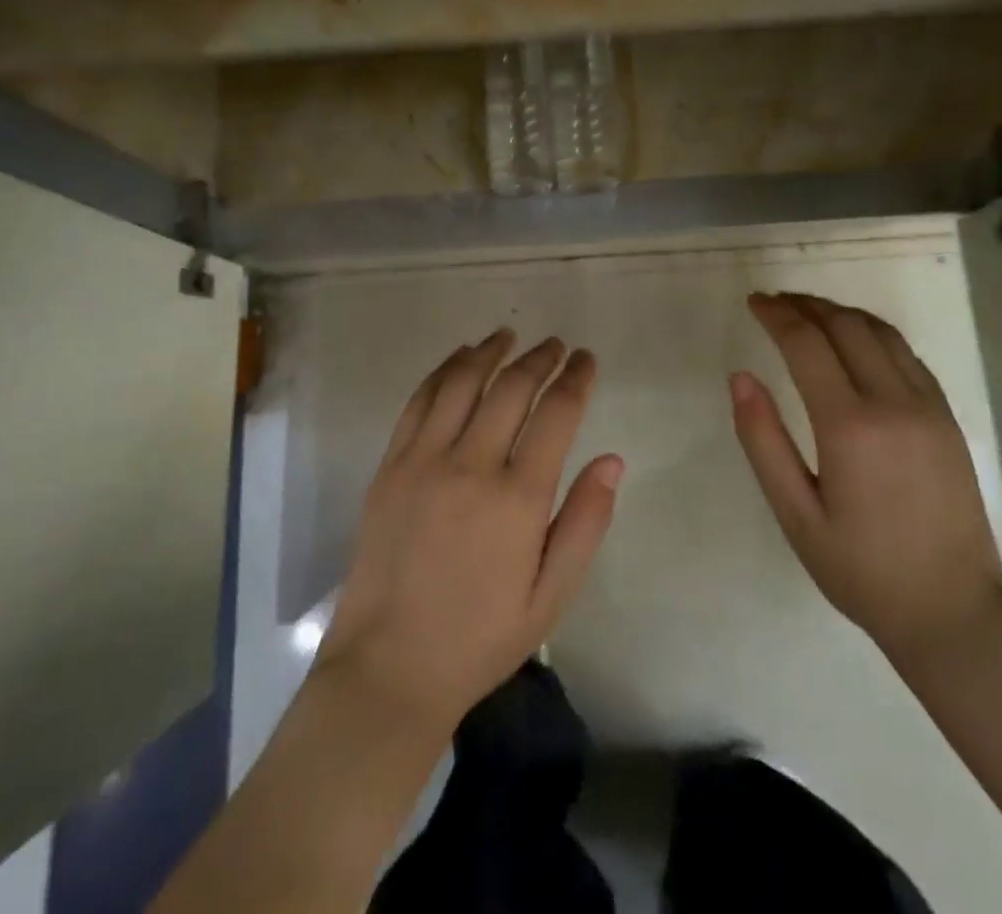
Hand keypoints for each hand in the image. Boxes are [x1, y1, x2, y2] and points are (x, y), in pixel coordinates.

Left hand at [316, 330, 623, 735]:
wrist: (390, 666)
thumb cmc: (481, 637)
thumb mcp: (551, 595)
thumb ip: (585, 522)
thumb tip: (612, 459)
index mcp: (518, 498)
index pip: (556, 413)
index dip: (575, 378)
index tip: (586, 359)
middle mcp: (471, 465)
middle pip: (512, 388)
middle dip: (540, 358)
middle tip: (556, 345)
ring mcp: (423, 460)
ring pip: (462, 382)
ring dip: (489, 351)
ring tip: (509, 335)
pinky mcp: (391, 465)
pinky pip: (420, 400)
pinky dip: (444, 371)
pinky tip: (460, 359)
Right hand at [731, 292, 1001, 666]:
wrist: (955, 613)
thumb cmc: (862, 570)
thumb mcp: (795, 515)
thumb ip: (763, 441)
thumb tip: (740, 377)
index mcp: (850, 427)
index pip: (807, 344)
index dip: (776, 315)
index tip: (754, 301)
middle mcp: (893, 403)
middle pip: (845, 326)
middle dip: (806, 305)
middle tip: (774, 302)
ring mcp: (928, 407)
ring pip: (881, 332)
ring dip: (840, 312)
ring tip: (808, 311)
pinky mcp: (947, 418)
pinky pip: (907, 354)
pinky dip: (873, 332)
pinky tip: (855, 340)